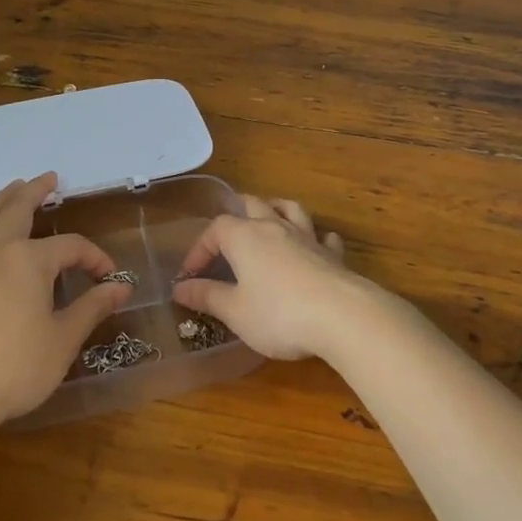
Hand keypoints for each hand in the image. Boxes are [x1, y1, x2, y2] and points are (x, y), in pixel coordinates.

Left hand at [0, 174, 130, 430]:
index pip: (71, 247)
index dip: (93, 257)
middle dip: (36, 191)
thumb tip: (121, 287)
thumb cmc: (18, 367)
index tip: (108, 276)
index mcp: (29, 260)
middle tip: (49, 178)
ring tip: (11, 188)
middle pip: (17, 209)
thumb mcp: (64, 338)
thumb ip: (92, 306)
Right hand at [172, 197, 381, 360]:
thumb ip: (207, 297)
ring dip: (276, 210)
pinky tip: (316, 245)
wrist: (342, 316)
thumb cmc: (278, 314)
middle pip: (253, 204)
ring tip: (269, 218)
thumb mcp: (235, 311)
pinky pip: (323, 236)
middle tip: (226, 233)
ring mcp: (308, 237)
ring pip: (290, 209)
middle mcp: (275, 227)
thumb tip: (179, 288)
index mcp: (244, 237)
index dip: (199, 249)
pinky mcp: (333, 255)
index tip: (190, 276)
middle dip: (236, 213)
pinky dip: (316, 237)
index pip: (215, 229)